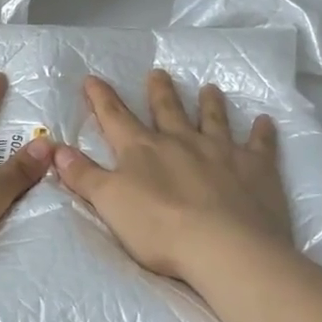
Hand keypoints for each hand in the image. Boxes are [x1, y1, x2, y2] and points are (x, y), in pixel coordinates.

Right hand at [54, 70, 295, 290]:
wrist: (224, 247)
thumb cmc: (159, 228)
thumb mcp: (110, 203)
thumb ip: (84, 176)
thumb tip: (56, 149)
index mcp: (143, 149)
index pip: (116, 117)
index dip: (101, 98)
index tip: (92, 79)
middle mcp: (181, 141)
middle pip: (167, 110)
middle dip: (160, 91)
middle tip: (158, 73)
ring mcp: (221, 151)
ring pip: (213, 119)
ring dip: (210, 103)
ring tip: (210, 88)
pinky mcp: (256, 168)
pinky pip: (260, 144)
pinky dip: (263, 132)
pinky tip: (266, 121)